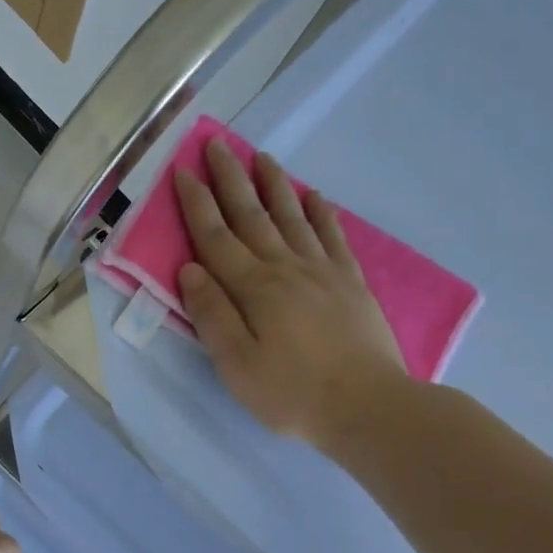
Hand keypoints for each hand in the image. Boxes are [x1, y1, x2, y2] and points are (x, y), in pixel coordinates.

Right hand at [175, 139, 415, 459]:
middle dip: (231, 180)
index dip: (197, 204)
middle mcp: (286, 268)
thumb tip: (190, 269)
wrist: (369, 407)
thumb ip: (212, 314)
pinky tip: (314, 196)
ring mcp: (323, 271)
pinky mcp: (350, 283)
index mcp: (253, 288)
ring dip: (274, 185)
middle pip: (252, 216)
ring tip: (262, 157)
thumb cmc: (292, 393)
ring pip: (292, 217)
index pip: (216, 237)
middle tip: (217, 144)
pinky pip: (332, 236)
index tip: (182, 172)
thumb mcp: (236, 364)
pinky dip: (320, 213)